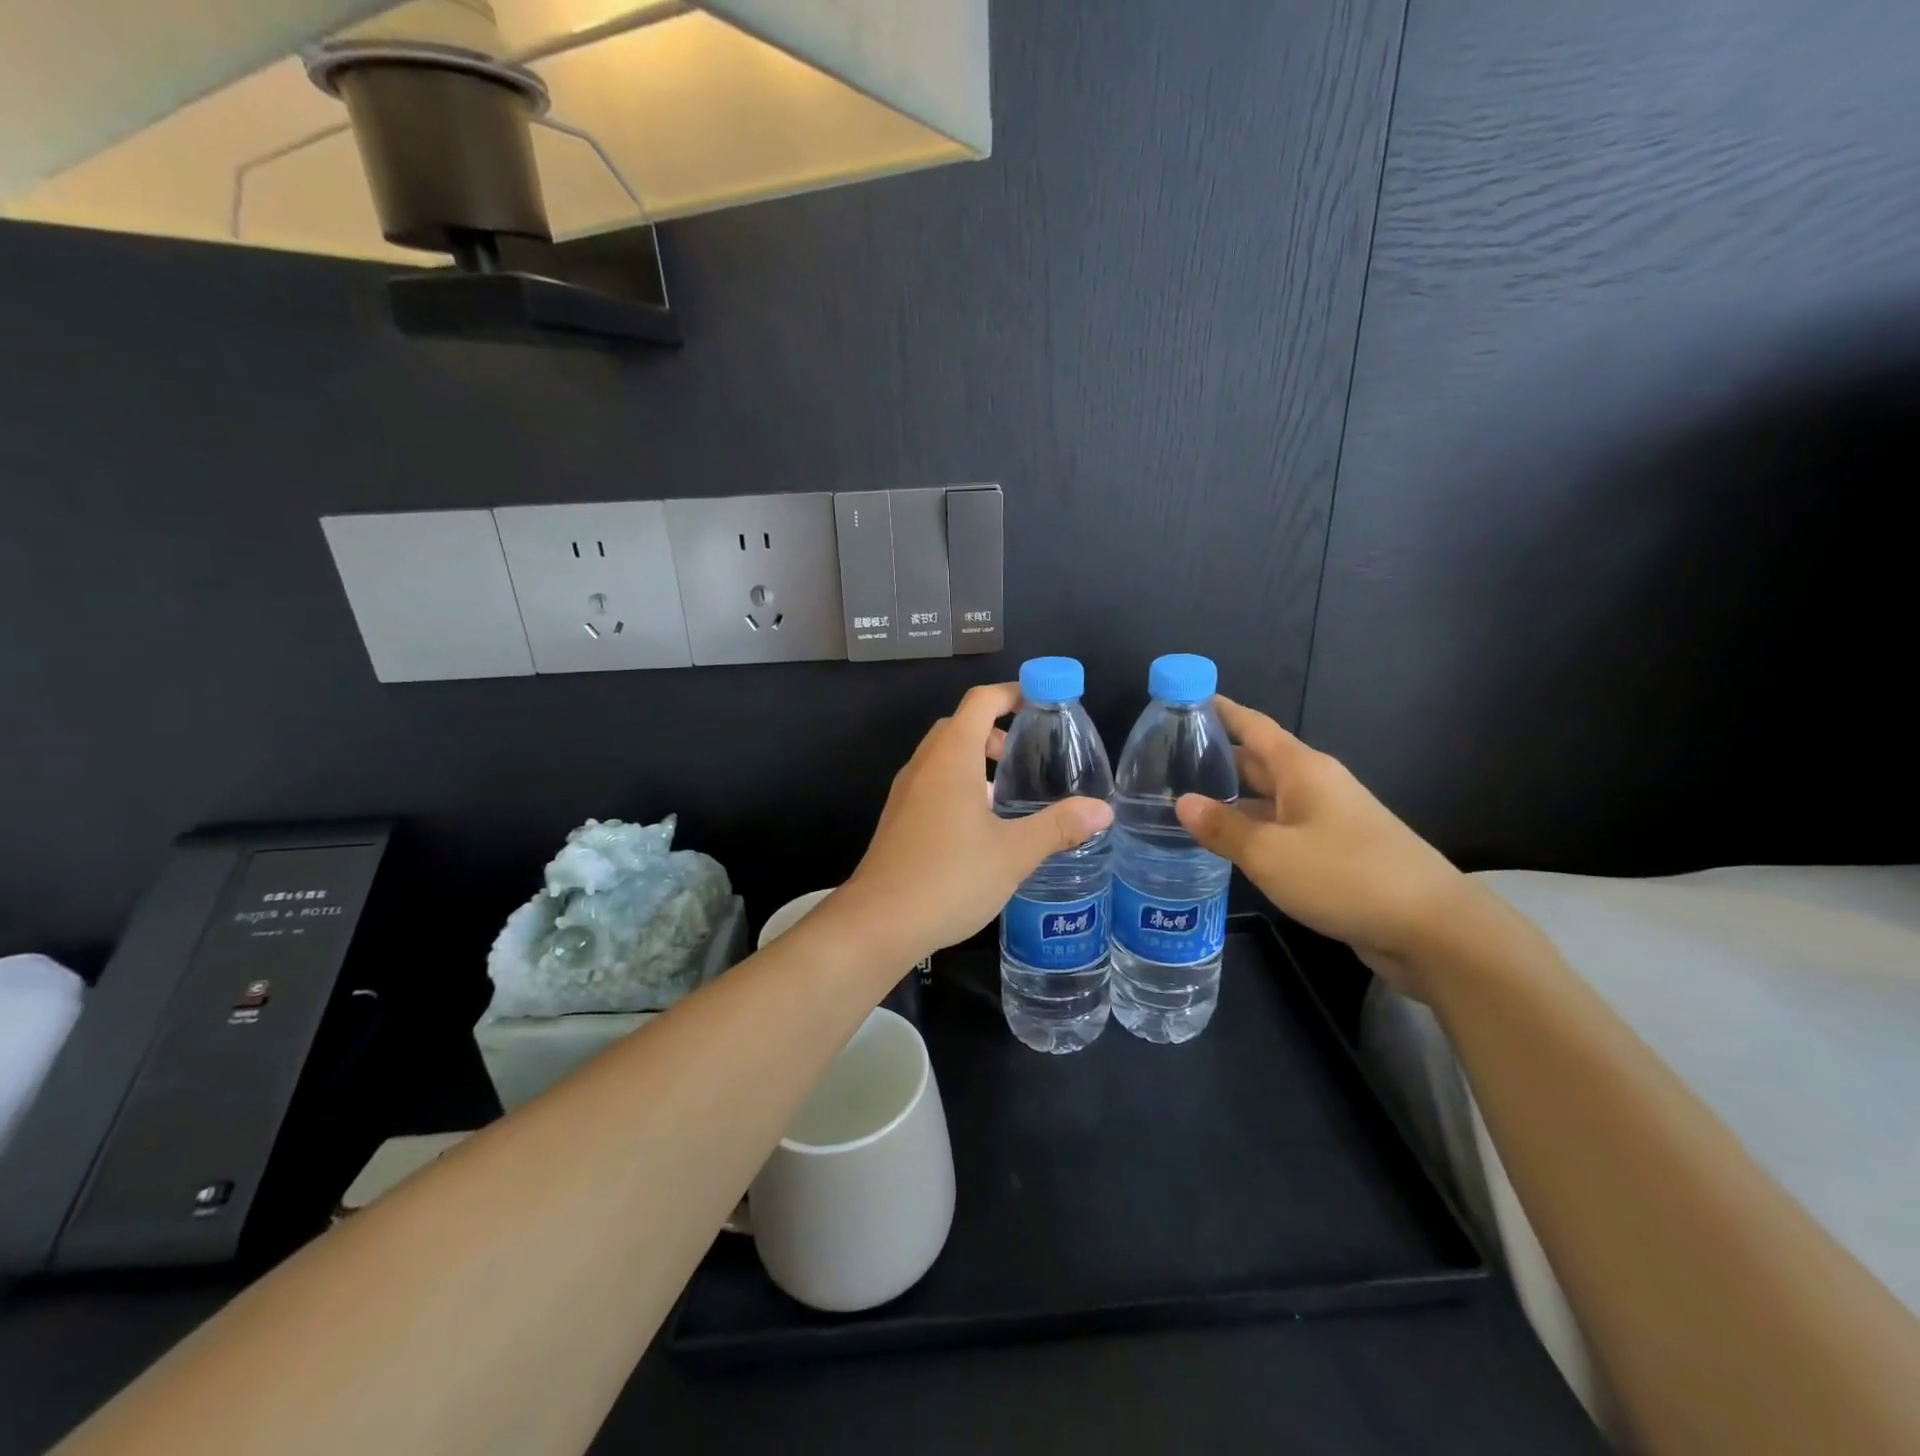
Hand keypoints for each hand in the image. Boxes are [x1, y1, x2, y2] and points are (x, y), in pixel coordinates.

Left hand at [843, 683, 1113, 964]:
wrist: (879, 922)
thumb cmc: (949, 877)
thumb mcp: (1014, 853)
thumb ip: (1058, 826)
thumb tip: (1103, 810)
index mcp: (952, 757)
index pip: (981, 701)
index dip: (1012, 693)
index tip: (1043, 701)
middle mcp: (924, 765)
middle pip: (960, 725)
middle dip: (995, 729)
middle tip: (1027, 754)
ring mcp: (906, 792)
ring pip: (943, 756)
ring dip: (975, 759)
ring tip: (1009, 793)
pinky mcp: (898, 819)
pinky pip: (932, 783)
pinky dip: (958, 784)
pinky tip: (980, 827)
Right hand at [1174, 696, 1471, 998]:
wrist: (1432, 928)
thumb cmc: (1345, 875)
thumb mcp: (1270, 853)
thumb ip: (1223, 828)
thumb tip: (1182, 802)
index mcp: (1302, 770)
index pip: (1254, 726)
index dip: (1222, 711)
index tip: (1187, 699)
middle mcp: (1316, 786)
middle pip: (1259, 761)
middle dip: (1218, 757)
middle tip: (1168, 759)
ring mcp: (1329, 819)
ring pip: (1269, 799)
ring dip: (1232, 798)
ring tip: (1185, 802)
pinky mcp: (1336, 852)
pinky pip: (1282, 829)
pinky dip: (1253, 829)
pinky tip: (1228, 844)